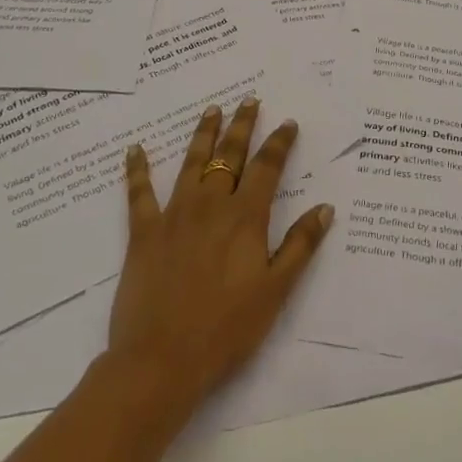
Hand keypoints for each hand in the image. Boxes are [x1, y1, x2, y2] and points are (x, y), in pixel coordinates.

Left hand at [107, 98, 333, 414]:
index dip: (279, 143)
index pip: (267, 168)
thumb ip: (301, 246)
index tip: (287, 123)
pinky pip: (139, 193)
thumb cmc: (226, 330)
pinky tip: (135, 149)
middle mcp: (210, 205)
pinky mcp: (144, 233)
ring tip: (212, 110)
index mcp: (245, 218)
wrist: (161, 360)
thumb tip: (325, 207)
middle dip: (242, 126)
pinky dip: (137, 169)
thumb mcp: (275, 291)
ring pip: (191, 163)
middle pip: (229, 155)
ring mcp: (174, 215)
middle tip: (249, 100)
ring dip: (203, 134)